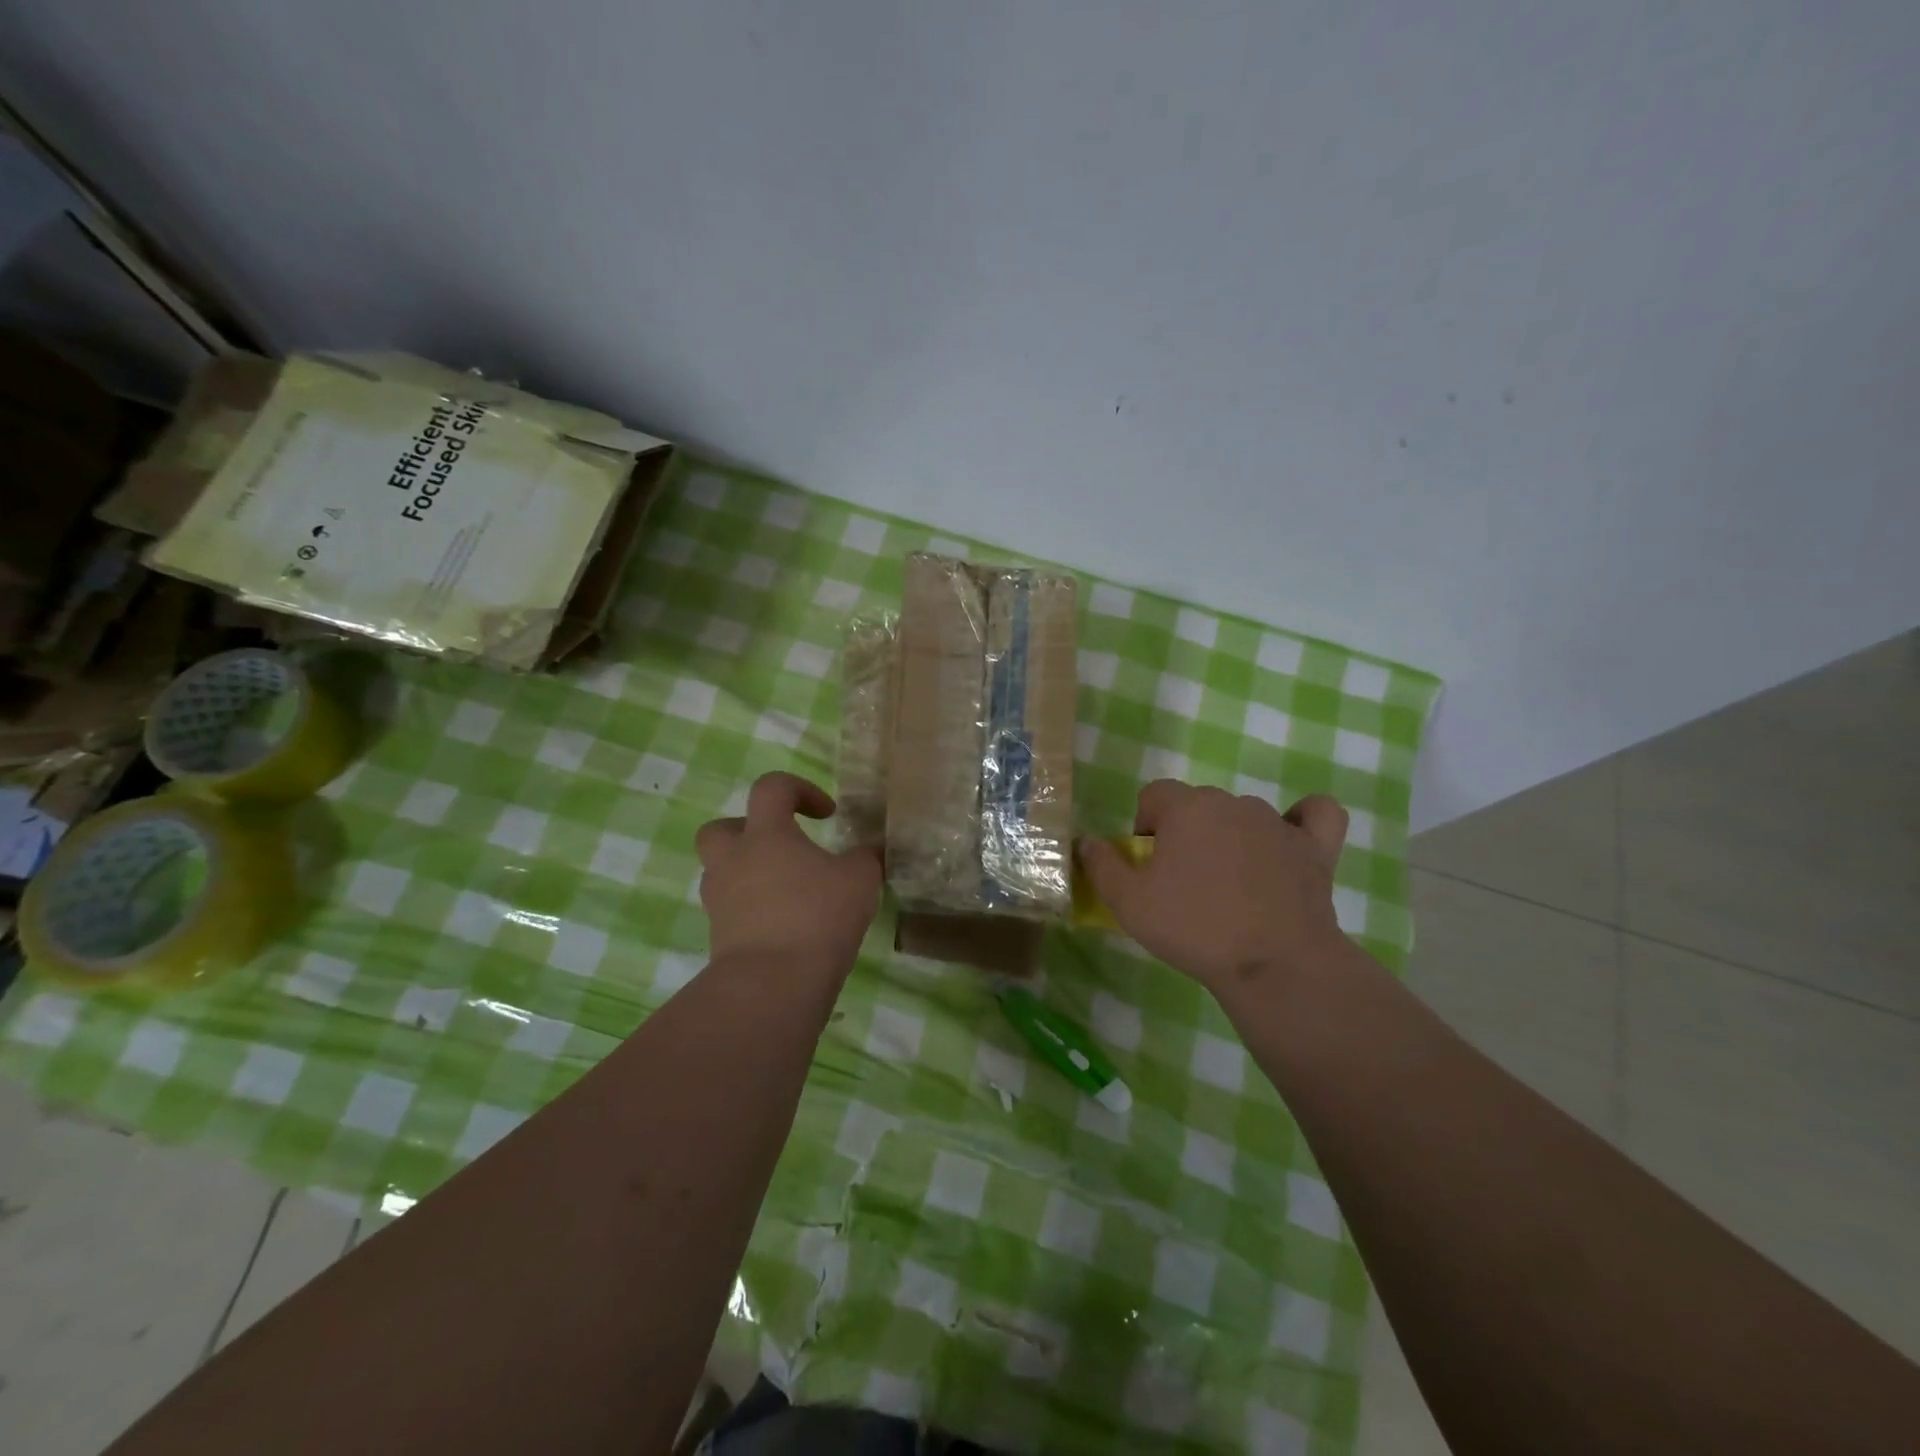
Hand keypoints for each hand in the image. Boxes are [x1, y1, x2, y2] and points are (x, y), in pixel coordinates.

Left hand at [695, 772, 882, 977]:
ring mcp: (720, 900)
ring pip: (722, 872)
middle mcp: (734, 860)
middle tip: (782, 847)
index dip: (800, 790)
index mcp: (765, 834)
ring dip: (749, 873)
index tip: (827, 814)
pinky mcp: (718, 937)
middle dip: (749, 831)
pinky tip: (785, 924)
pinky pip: (731, 910)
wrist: (772, 984)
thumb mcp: (860, 879)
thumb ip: (867, 856)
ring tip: (787, 891)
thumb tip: (873, 847)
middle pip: (720, 829)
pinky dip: (753, 910)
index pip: (771, 788)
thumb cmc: (817, 916)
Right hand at [1078, 780, 1349, 996]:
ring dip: (1231, 838)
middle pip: (1199, 805)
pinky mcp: (1316, 848)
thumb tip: (1087, 841)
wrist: (1273, 964)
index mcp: (1187, 808)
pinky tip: (1290, 843)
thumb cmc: (1194, 927)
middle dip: (1186, 833)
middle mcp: (1232, 803)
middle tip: (1184, 882)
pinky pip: (1314, 817)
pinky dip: (1302, 823)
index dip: (1145, 826)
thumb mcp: (1128, 903)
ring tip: (1232, 886)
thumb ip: (1101, 865)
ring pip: (1244, 816)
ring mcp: (1278, 823)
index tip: (1149, 865)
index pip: (1155, 794)